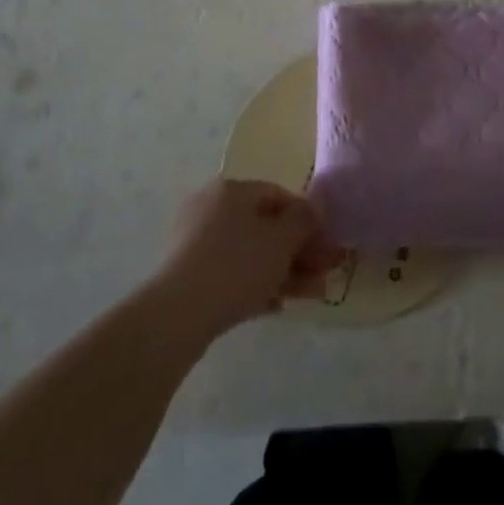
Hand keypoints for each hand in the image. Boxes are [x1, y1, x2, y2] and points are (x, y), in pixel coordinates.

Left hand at [153, 179, 345, 339]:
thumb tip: (312, 209)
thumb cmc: (237, 266)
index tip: (325, 246)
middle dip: (297, 251)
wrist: (178, 315)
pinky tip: (276, 306)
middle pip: (265, 226)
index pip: (279, 195)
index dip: (307, 219)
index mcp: (232, 189)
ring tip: (308, 295)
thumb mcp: (282, 239)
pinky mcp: (188, 273)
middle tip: (321, 275)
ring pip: (250, 252)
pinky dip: (256, 284)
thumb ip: (304, 220)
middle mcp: (211, 207)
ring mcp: (196, 240)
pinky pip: (231, 272)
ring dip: (282, 270)